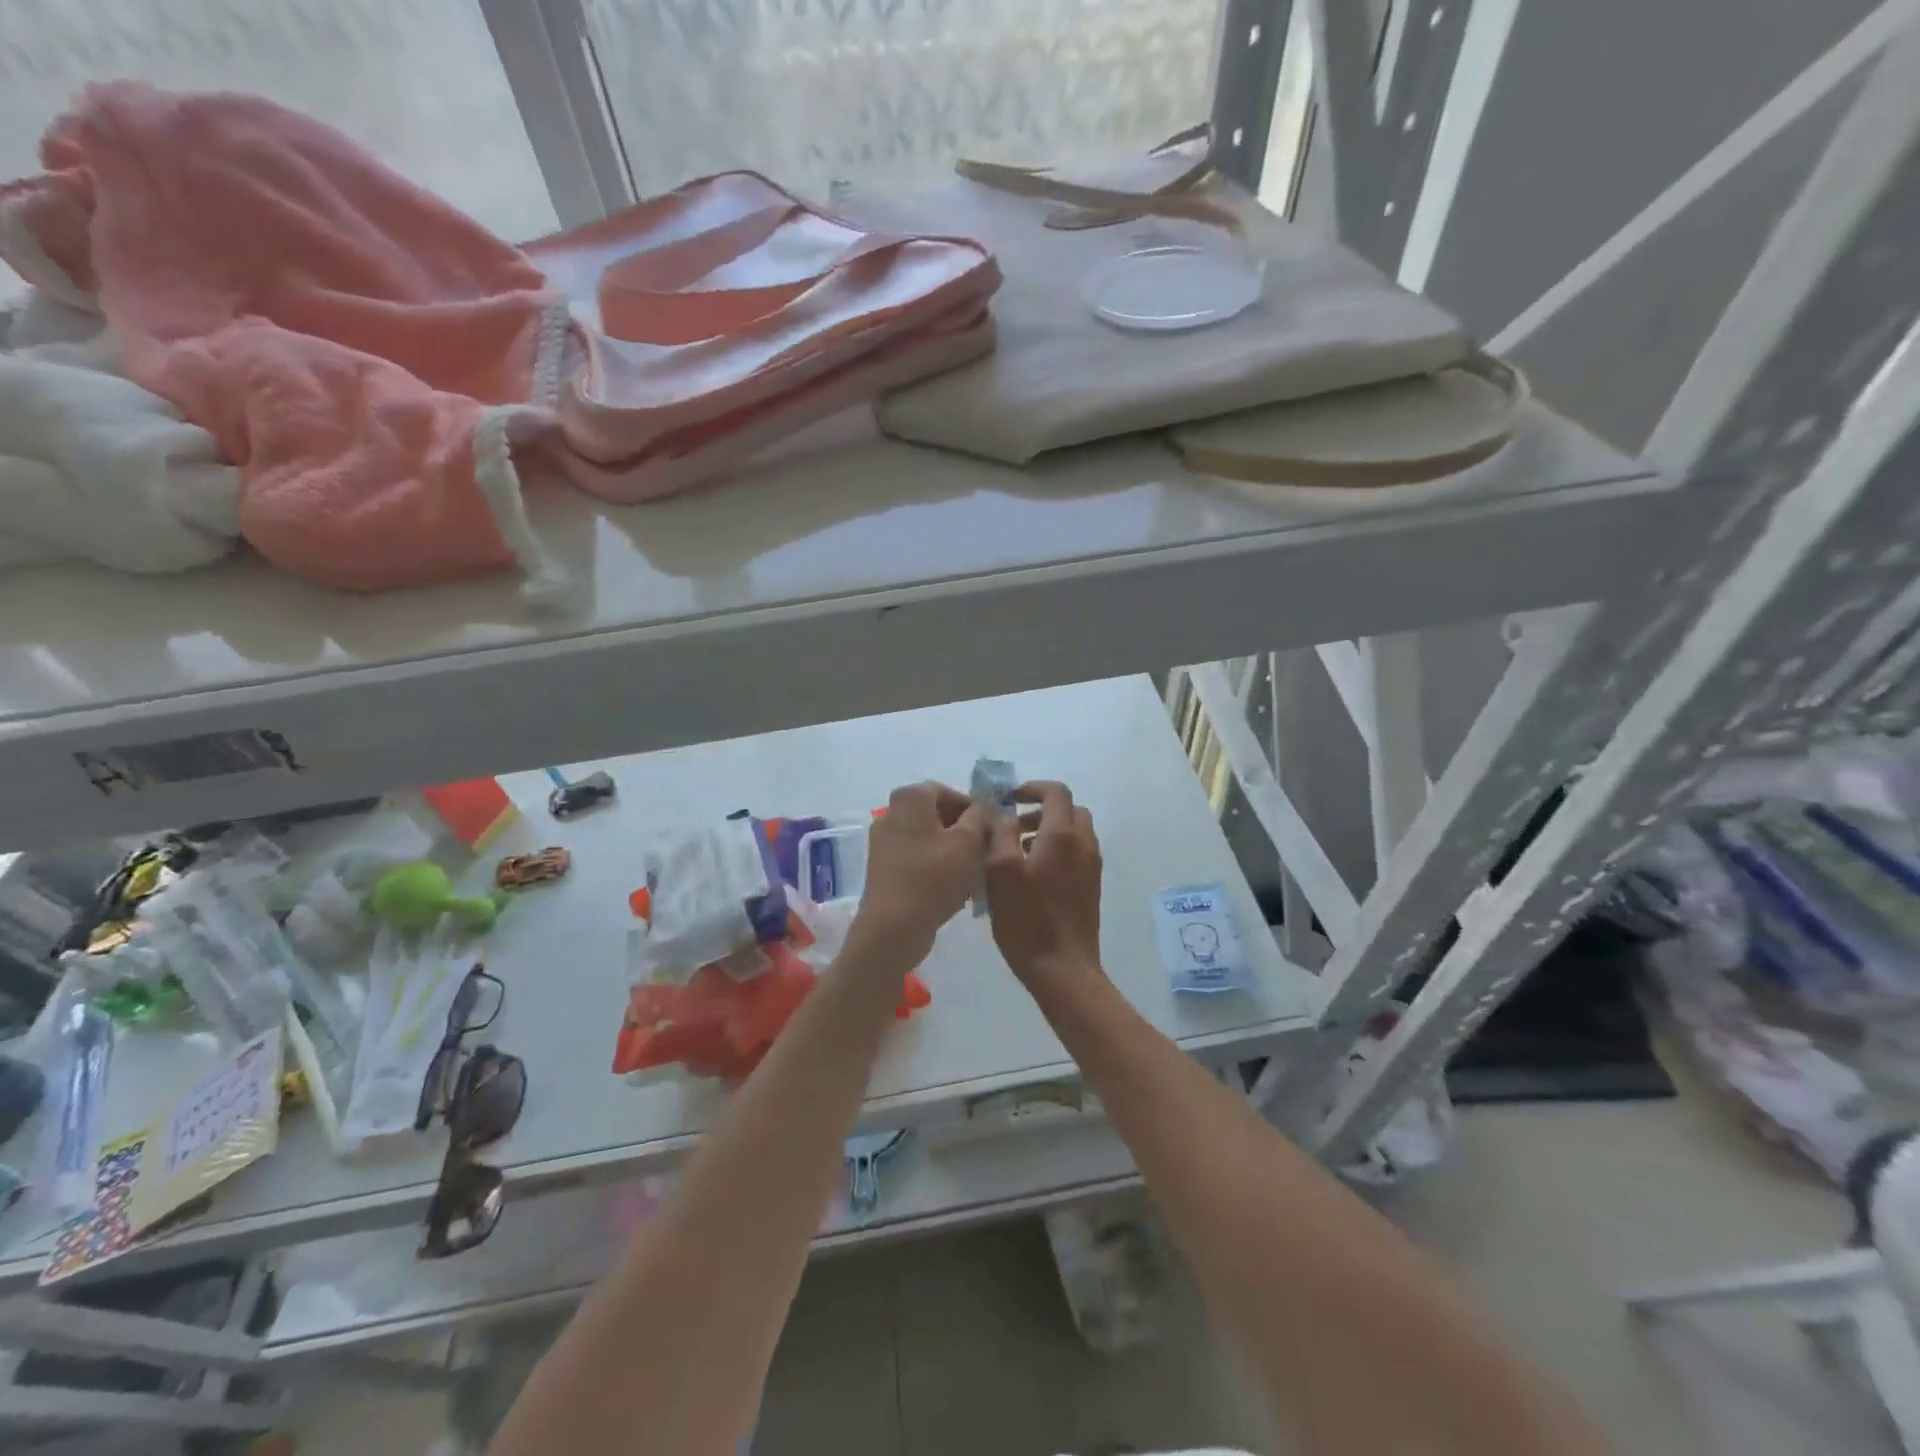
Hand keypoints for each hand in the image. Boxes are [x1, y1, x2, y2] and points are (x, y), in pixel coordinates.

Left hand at [850, 782, 992, 964]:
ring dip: (951, 851)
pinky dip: (935, 867)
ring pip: (927, 838)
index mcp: (910, 798)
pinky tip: (952, 888)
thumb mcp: (969, 842)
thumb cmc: (934, 877)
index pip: (947, 791)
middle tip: (985, 851)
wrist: (893, 927)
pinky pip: (916, 859)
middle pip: (936, 814)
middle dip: (963, 830)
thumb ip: (981, 816)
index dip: (972, 808)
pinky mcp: (882, 869)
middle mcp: (891, 813)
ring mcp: (883, 842)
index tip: (990, 830)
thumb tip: (984, 806)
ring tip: (972, 873)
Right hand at [985, 781, 1104, 997]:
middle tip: (1013, 828)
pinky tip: (1033, 878)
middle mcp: (1084, 844)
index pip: (1056, 792)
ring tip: (1018, 855)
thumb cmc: (1027, 919)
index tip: (1009, 800)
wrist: (1063, 969)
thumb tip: (1003, 813)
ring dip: (1049, 832)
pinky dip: (1057, 851)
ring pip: (1074, 833)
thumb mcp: (1000, 871)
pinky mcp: (1092, 888)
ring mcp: (1092, 867)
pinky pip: (1077, 854)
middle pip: (1069, 810)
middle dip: (1041, 811)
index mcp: (1062, 835)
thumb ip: (1001, 833)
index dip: (1032, 788)